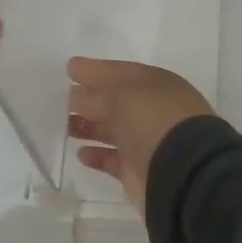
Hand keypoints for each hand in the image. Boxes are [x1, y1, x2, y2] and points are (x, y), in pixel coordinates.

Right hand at [67, 57, 214, 210]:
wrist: (184, 174)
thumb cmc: (152, 122)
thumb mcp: (116, 98)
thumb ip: (89, 96)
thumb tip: (72, 96)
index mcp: (153, 83)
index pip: (116, 71)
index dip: (93, 70)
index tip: (68, 68)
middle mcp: (151, 110)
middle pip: (113, 101)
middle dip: (87, 99)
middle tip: (57, 99)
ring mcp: (147, 141)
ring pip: (112, 130)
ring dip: (88, 127)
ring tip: (63, 126)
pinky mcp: (140, 170)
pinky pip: (114, 159)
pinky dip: (97, 156)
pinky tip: (81, 153)